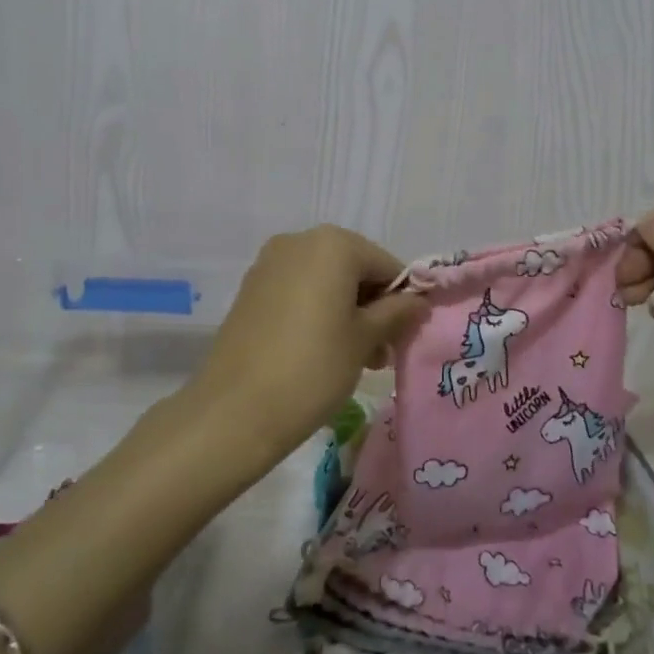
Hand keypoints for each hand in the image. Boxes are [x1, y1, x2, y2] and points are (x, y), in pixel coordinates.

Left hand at [182, 226, 426, 472]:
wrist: (235, 411)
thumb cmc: (313, 368)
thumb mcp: (364, 340)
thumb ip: (396, 313)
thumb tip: (419, 301)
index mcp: (333, 244)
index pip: (386, 265)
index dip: (402, 300)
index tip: (404, 336)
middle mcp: (299, 242)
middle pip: (353, 270)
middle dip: (372, 307)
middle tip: (381, 352)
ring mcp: (269, 265)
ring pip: (325, 282)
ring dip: (347, 313)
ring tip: (357, 359)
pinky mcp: (250, 290)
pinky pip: (298, 293)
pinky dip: (317, 313)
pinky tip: (323, 352)